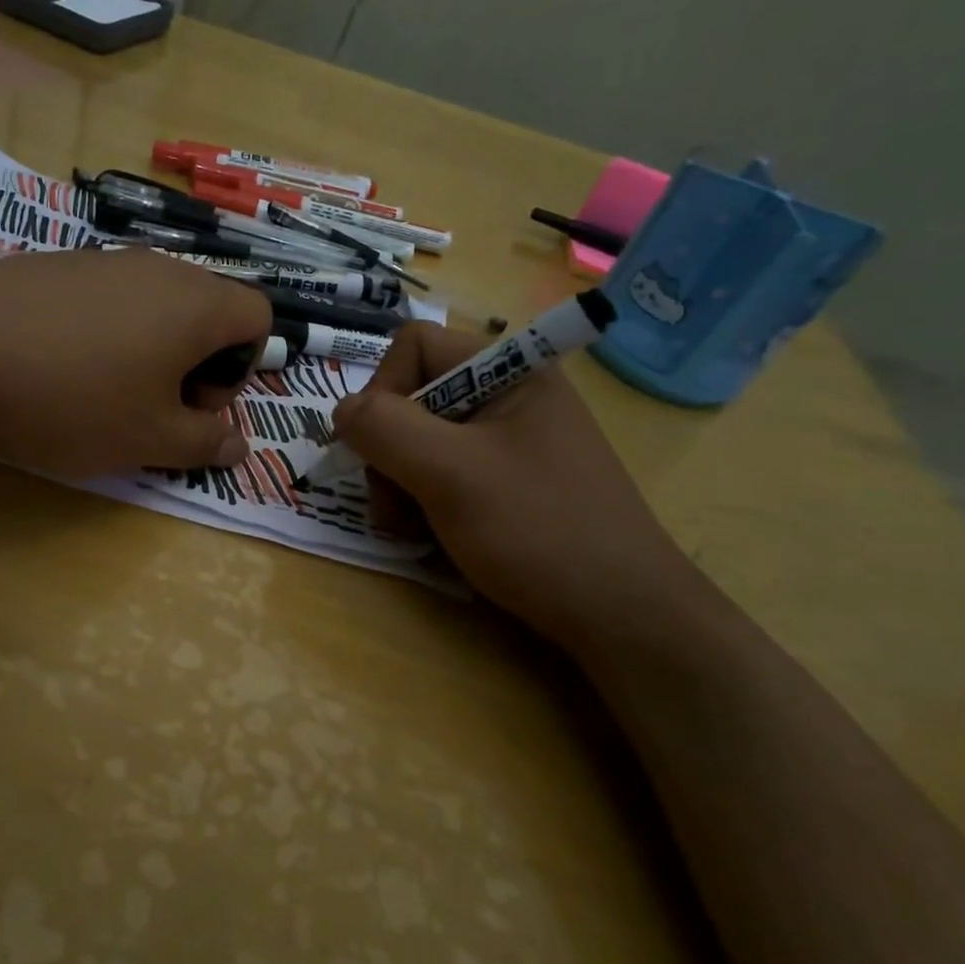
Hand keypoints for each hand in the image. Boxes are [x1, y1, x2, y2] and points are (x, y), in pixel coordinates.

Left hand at [0, 250, 270, 478]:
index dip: (242, 368)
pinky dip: (104, 335)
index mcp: (196, 304)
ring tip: (101, 393)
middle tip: (153, 408)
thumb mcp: (148, 439)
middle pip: (206, 310)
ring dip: (148, 352)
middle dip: (195, 364)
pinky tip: (57, 367)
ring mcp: (103, 260)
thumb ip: (203, 443)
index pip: (258, 316)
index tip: (195, 406)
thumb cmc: (72, 399)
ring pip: (153, 305)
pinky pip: (105, 299)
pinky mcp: (55, 265)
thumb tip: (237, 445)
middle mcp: (158, 268)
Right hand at [332, 322, 698, 647]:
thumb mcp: (450, 473)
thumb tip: (341, 410)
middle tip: (392, 505)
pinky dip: (424, 502)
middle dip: (389, 451)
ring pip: (422, 441)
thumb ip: (385, 429)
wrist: (623, 617)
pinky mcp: (509, 482)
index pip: (414, 346)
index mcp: (510, 369)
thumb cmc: (538, 530)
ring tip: (409, 529)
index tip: (380, 448)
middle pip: (412, 397)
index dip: (383, 390)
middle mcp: (509, 396)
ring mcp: (510, 442)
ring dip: (400, 484)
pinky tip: (430, 536)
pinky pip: (445, 473)